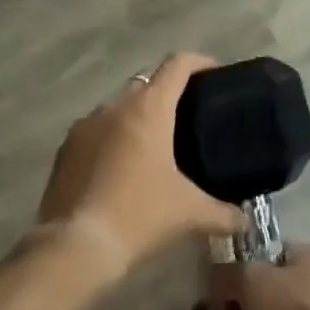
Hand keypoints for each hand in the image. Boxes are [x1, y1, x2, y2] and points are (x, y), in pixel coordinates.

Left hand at [33, 53, 244, 279]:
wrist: (75, 247)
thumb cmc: (139, 216)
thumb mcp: (189, 214)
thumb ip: (223, 213)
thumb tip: (244, 220)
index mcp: (149, 108)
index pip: (177, 65)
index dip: (199, 62)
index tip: (214, 73)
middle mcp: (116, 105)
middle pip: (147, 82)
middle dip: (167, 92)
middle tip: (187, 117)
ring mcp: (86, 124)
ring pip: (118, 107)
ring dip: (136, 117)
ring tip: (154, 145)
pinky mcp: (65, 148)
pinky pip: (96, 131)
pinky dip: (111, 138)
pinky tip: (120, 168)